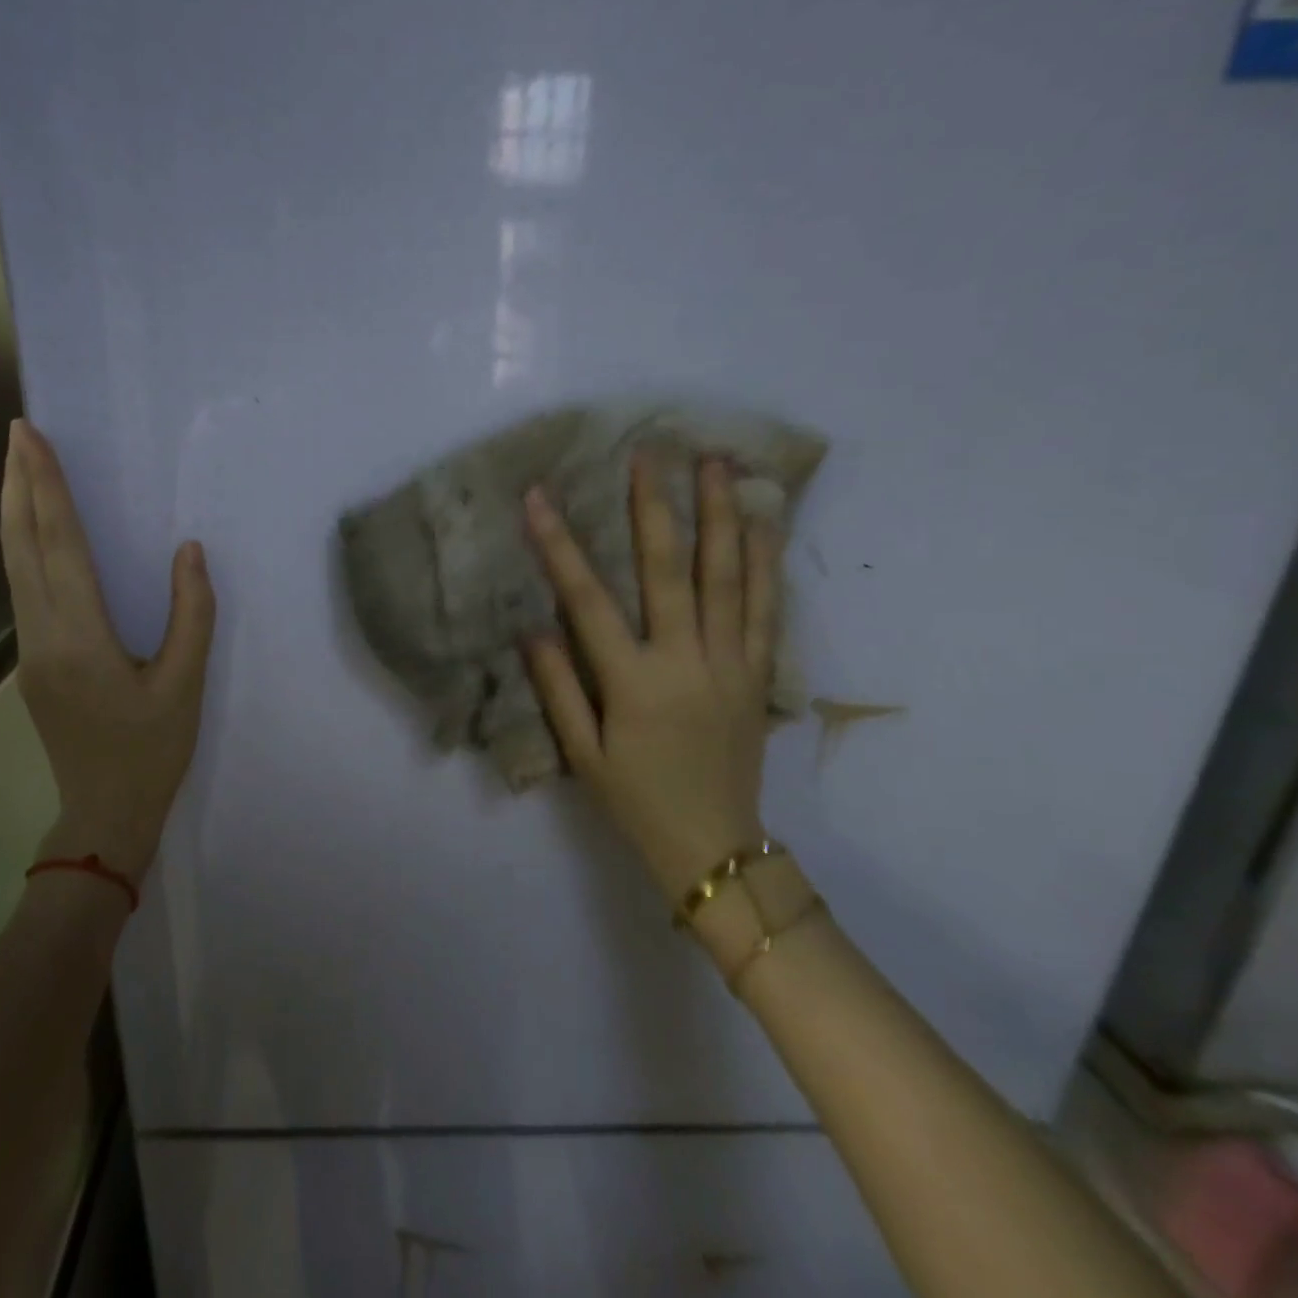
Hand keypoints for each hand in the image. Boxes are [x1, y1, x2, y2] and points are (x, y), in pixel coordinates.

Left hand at [0, 421, 215, 881]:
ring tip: (20, 467)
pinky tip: (35, 532)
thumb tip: (188, 550)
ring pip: (13, 567)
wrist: (105, 814)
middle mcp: (42, 636)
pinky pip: (22, 589)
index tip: (33, 438)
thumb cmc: (152, 752)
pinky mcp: (32, 662)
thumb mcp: (186, 684)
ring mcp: (29, 651)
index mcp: (80, 638)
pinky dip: (24, 546)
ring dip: (15, 512)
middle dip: (17, 485)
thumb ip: (191, 614)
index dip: (47, 488)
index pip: (59, 546)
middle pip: (21, 547)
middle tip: (17, 432)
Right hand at [523, 457, 776, 899]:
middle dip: (655, 506)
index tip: (539, 498)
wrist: (715, 847)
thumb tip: (532, 627)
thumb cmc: (636, 801)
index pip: (587, 600)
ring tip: (716, 463)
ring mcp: (730, 662)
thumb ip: (557, 687)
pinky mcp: (757, 672)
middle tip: (650, 451)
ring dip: (721, 515)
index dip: (559, 545)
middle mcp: (685, 660)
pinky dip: (766, 561)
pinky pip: (765, 607)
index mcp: (632, 681)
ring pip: (728, 577)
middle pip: (669, 569)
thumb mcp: (582, 753)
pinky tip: (763, 523)